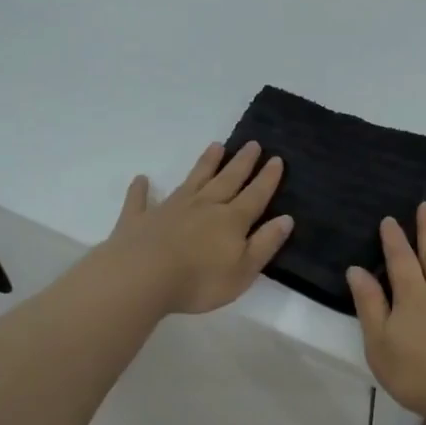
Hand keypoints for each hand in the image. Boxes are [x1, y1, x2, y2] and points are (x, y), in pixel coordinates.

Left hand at [101, 141, 293, 314]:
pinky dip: (141, 190)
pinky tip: (141, 179)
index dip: (267, 178)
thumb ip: (265, 243)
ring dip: (205, 164)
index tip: (276, 159)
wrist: (141, 279)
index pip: (255, 195)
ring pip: (193, 181)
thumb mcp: (244, 270)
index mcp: (231, 220)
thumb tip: (286, 219)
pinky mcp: (139, 220)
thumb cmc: (199, 281)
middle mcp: (204, 207)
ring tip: (216, 146)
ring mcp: (170, 210)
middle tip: (252, 144)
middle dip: (242, 163)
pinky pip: (140, 200)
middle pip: (227, 180)